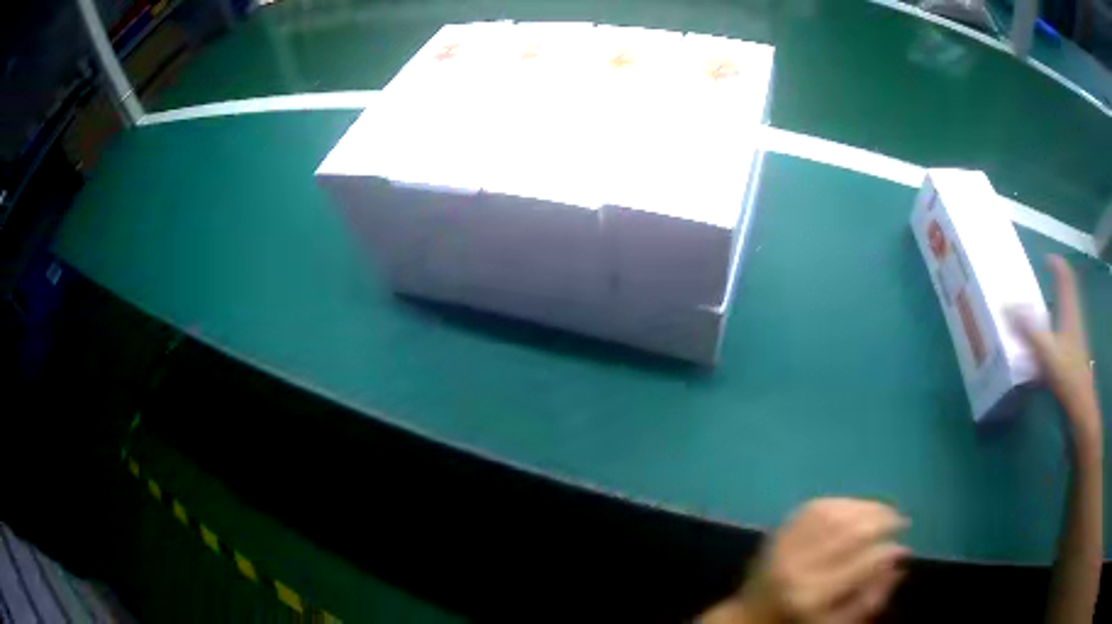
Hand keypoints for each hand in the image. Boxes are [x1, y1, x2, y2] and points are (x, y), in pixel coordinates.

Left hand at [737, 498, 908, 623]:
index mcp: (813, 595)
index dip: (891, 550)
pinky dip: (843, 502)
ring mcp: (785, 545)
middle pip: (852, 530)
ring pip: (836, 511)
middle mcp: (799, 566)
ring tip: (886, 512)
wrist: (749, 617)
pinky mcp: (778, 532)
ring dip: (867, 506)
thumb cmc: (799, 623)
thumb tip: (899, 560)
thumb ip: (870, 599)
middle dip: (884, 520)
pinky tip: (859, 508)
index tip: (905, 548)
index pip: (864, 561)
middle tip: (902, 522)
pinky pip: (816, 506)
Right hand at [1009, 255, 1100, 447]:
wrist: (1081, 409)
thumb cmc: (1068, 375)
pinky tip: (1041, 352)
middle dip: (1055, 287)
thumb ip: (1027, 328)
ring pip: (1063, 318)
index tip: (1046, 259)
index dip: (1057, 265)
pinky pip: (1060, 339)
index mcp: (1070, 311)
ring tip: (1037, 316)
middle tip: (1039, 285)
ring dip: (1052, 313)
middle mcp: (1073, 321)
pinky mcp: (1071, 359)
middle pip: (1066, 296)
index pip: (1066, 278)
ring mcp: (1074, 342)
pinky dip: (1051, 337)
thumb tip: (1006, 305)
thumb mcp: (1046, 350)